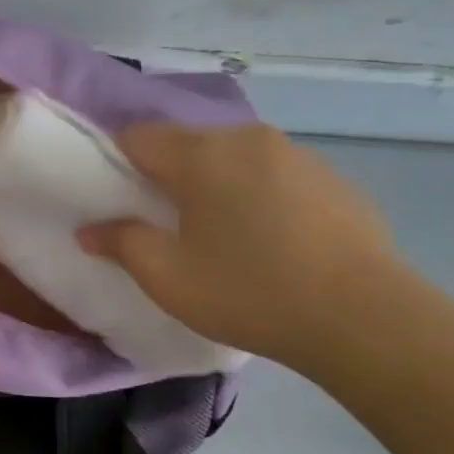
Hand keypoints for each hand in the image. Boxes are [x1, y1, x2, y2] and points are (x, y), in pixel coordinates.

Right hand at [77, 123, 401, 368]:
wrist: (364, 317)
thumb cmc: (249, 292)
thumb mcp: (168, 277)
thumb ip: (121, 243)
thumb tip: (89, 230)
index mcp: (201, 155)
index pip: (138, 136)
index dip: (118, 163)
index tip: (120, 201)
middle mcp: (247, 139)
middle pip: (187, 143)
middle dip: (168, 174)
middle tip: (166, 224)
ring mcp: (297, 154)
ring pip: (233, 156)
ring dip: (216, 183)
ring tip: (223, 234)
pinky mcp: (332, 177)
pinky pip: (274, 174)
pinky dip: (258, 194)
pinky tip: (272, 241)